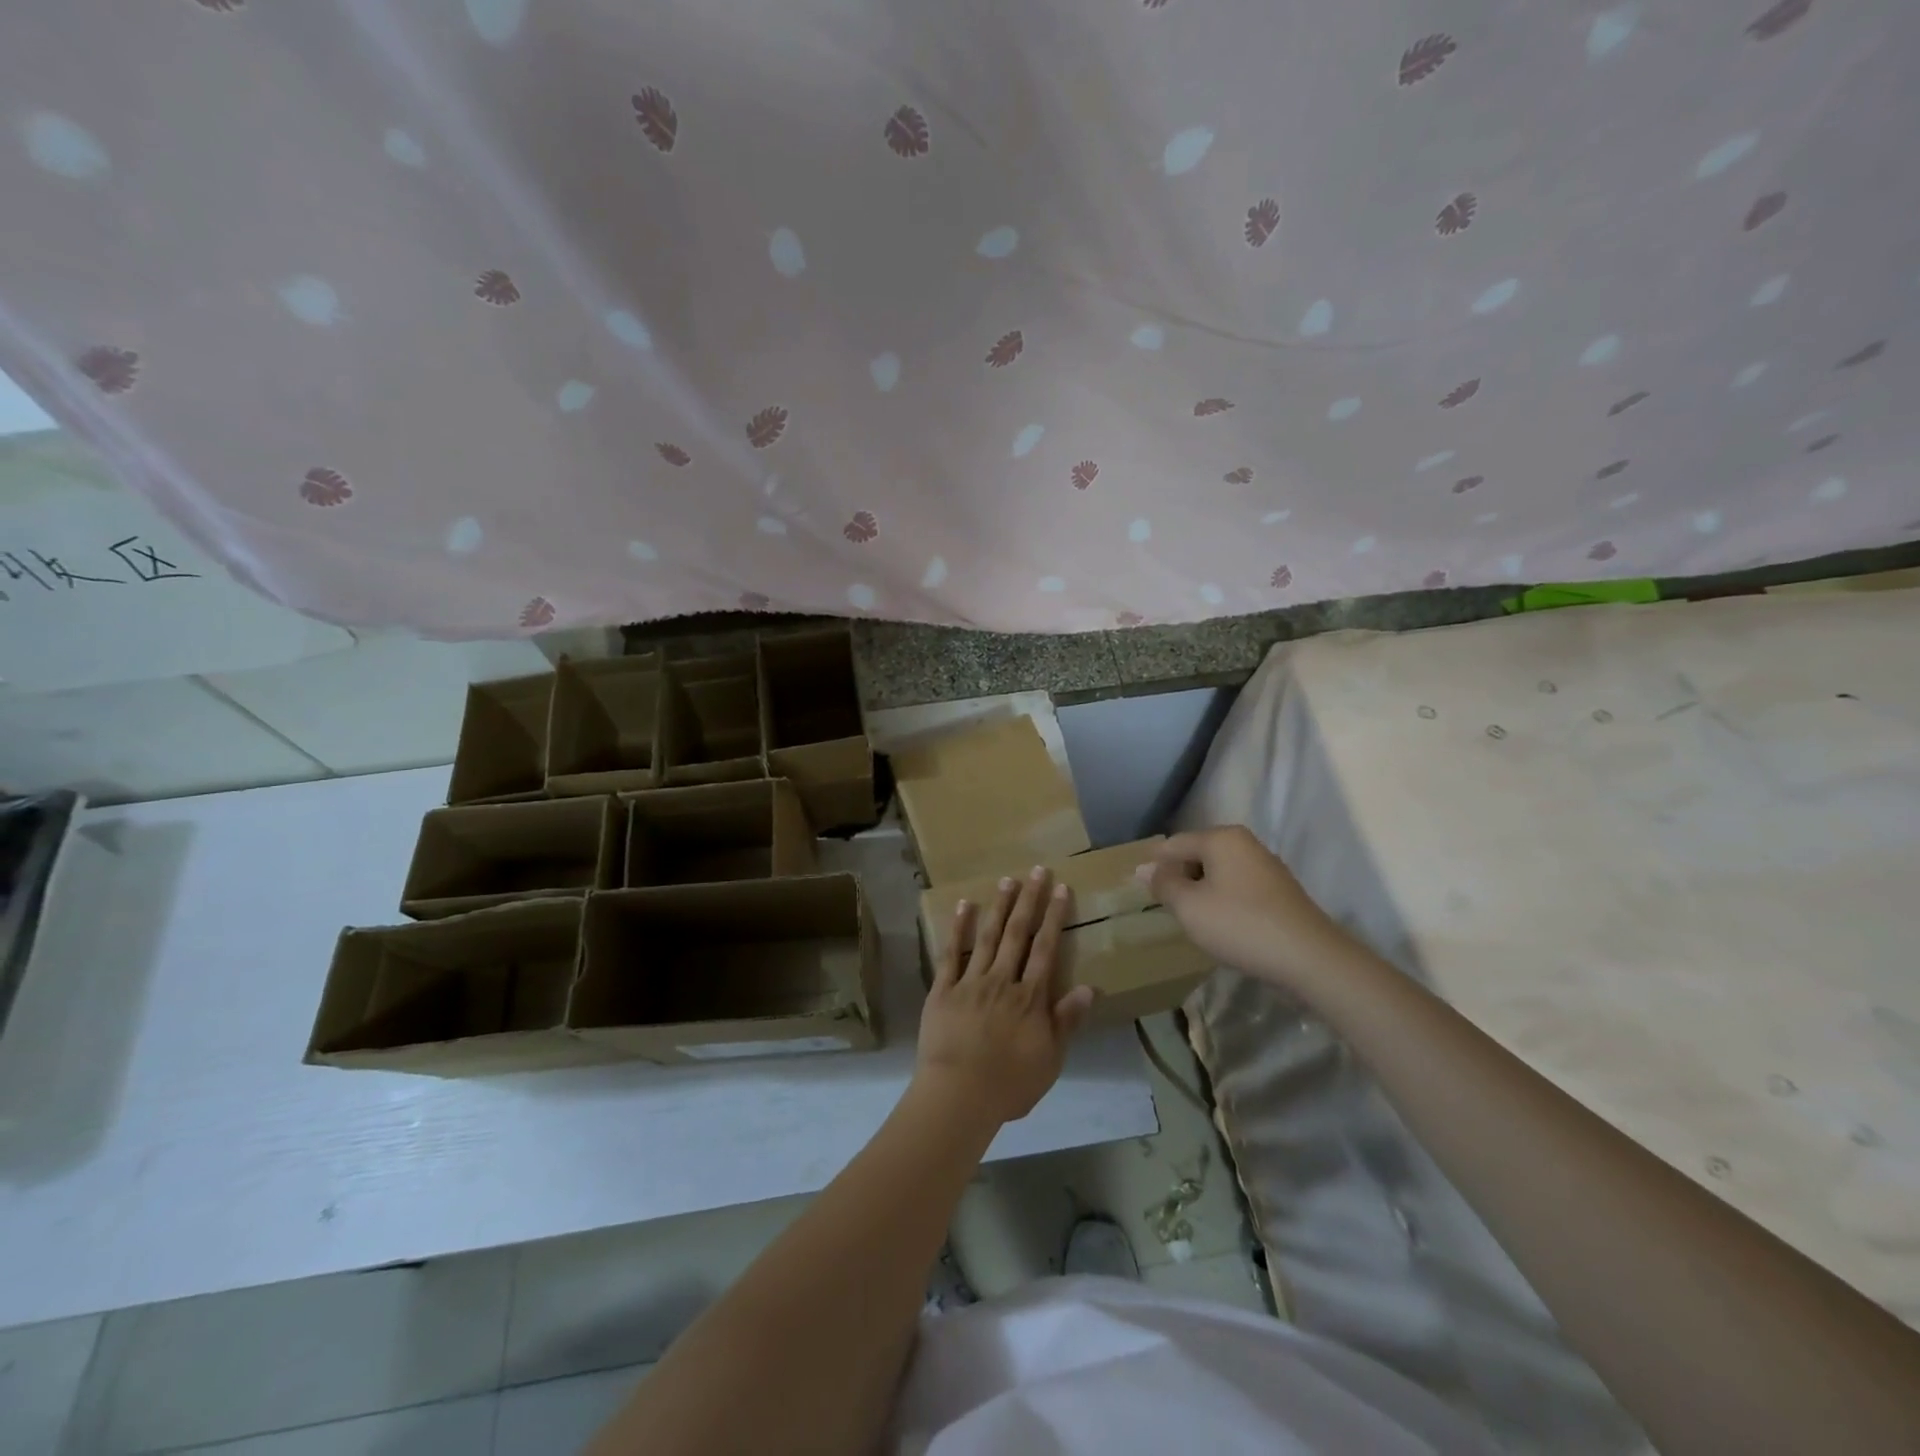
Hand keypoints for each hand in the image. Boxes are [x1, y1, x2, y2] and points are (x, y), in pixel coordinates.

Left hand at [914, 866, 1097, 1126]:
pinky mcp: (943, 988)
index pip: (1046, 949)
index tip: (1060, 889)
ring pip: (988, 936)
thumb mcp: (1050, 1059)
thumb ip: (1067, 1021)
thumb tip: (1090, 987)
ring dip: (999, 906)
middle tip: (1036, 871)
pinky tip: (964, 905)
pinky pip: (951, 952)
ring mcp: (970, 981)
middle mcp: (1002, 980)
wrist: (958, 1096)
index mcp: (1030, 997)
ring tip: (1008, 880)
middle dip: (1029, 900)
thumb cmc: (1009, 1084)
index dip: (1054, 917)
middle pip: (1018, 934)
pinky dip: (958, 927)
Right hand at [1139, 826, 1352, 990]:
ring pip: (1218, 871)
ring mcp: (1266, 865)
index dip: (1154, 866)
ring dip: (1200, 890)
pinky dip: (1222, 900)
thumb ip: (1163, 884)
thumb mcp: (1189, 906)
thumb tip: (1143, 868)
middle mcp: (1244, 843)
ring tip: (1190, 918)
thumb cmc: (1239, 925)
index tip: (1140, 891)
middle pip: (1197, 854)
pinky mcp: (1279, 890)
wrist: (1309, 958)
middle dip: (1178, 877)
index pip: (1173, 844)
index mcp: (1221, 838)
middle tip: (1165, 907)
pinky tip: (1221, 924)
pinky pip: (1237, 886)